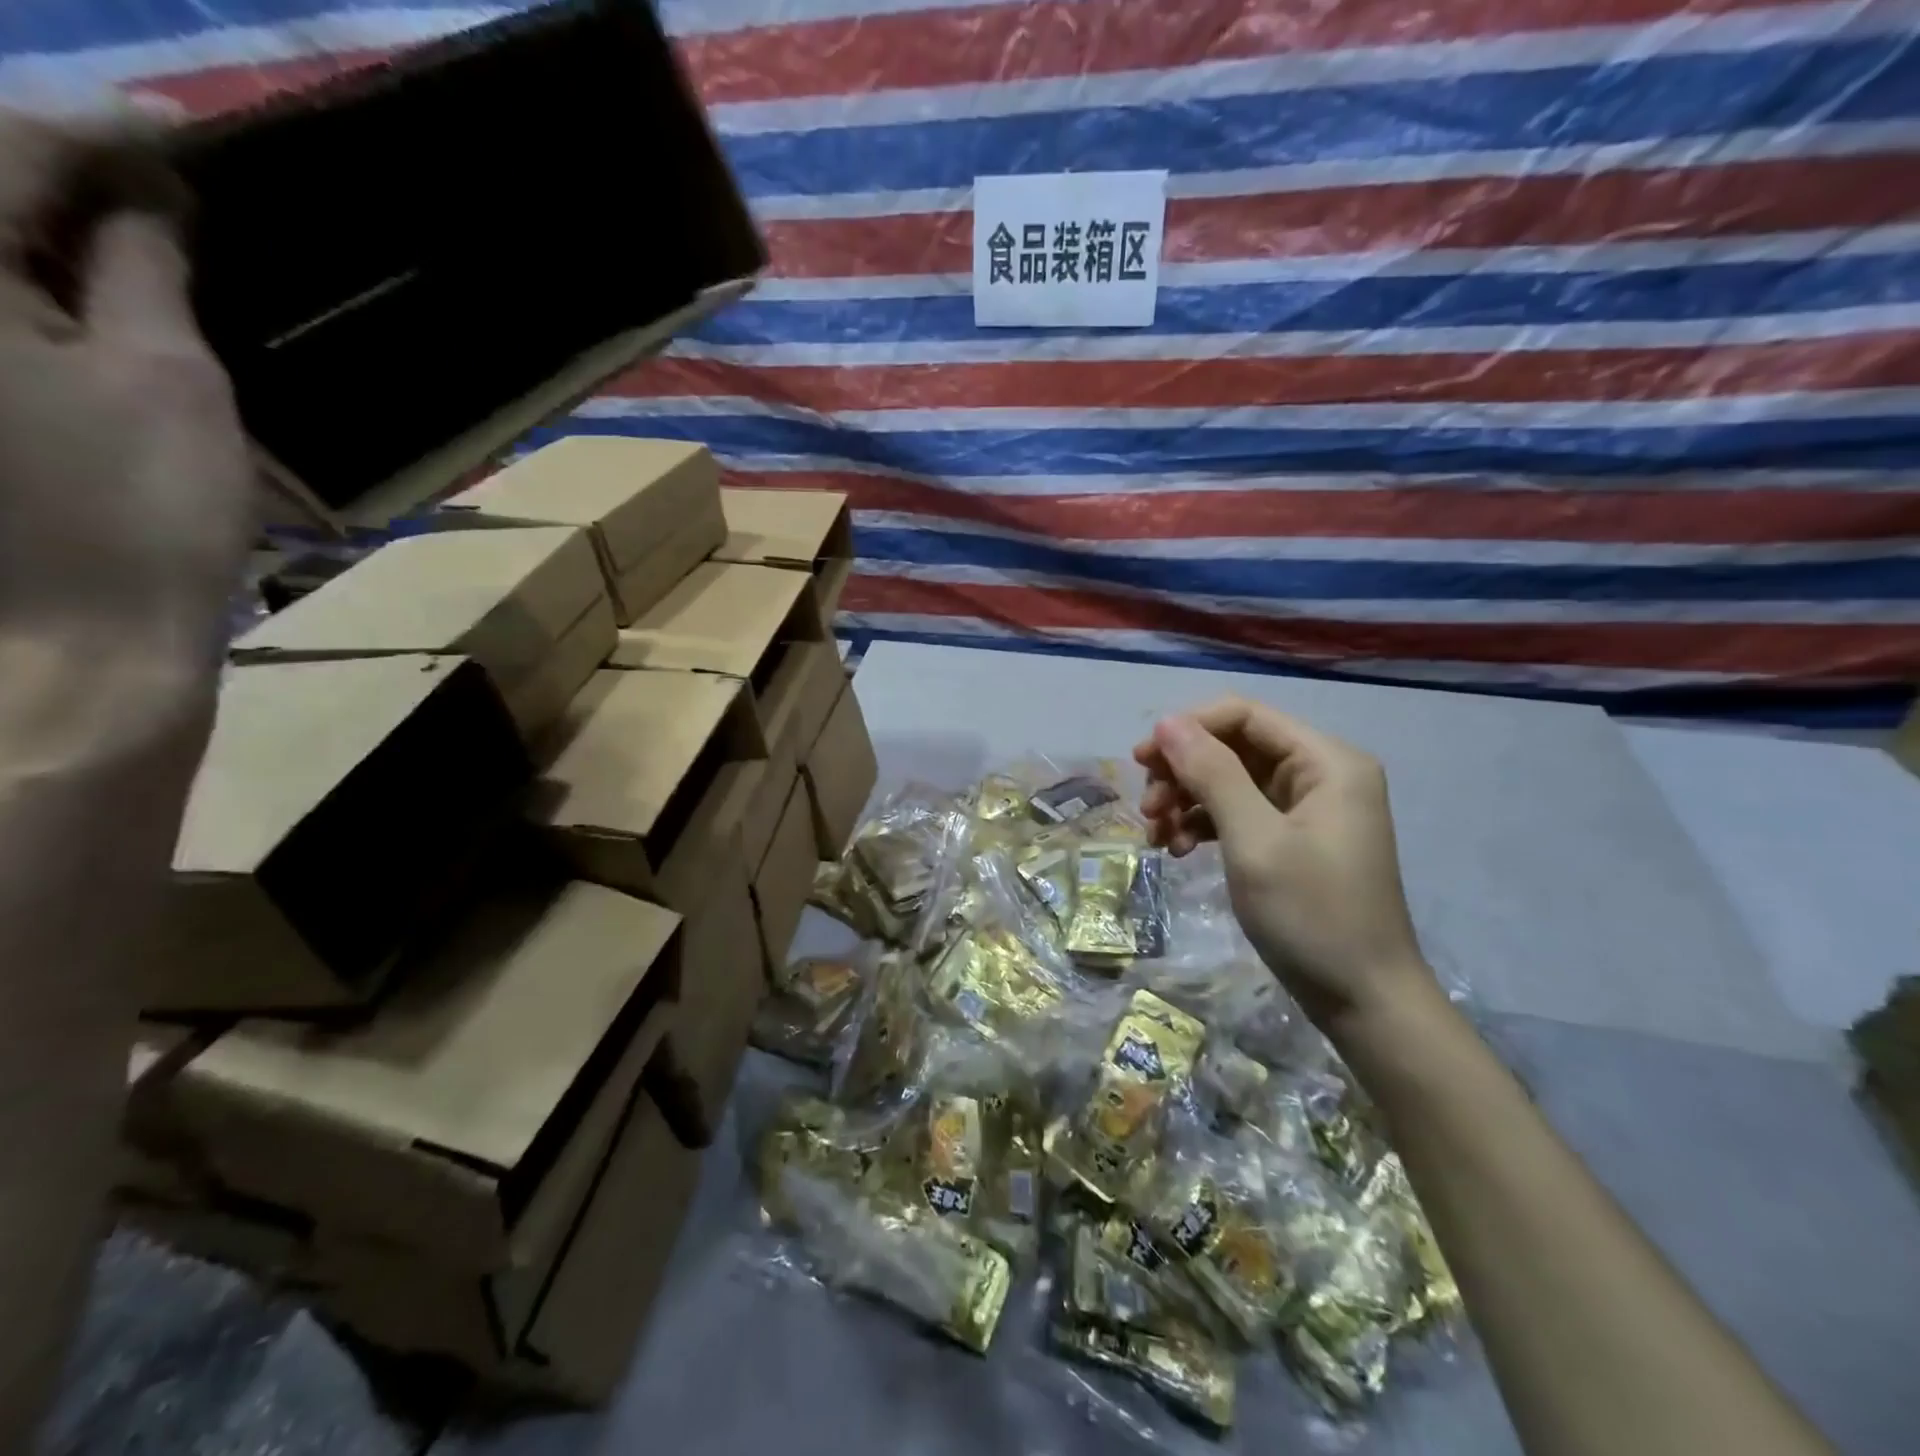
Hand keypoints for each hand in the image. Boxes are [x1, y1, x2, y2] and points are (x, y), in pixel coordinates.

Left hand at [0, 115, 251, 767]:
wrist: (71, 646)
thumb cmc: (142, 517)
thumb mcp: (172, 388)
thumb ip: (147, 276)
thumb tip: (148, 199)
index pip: (5, 150)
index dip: (101, 135)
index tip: (182, 135)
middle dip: (55, 168)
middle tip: (154, 182)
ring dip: (39, 227)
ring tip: (126, 232)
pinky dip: (23, 284)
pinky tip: (80, 294)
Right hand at [1133, 697, 1432, 1028]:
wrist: (1363, 1000)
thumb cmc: (1312, 915)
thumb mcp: (1253, 841)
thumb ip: (1211, 774)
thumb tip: (1166, 722)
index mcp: (1326, 760)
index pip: (1243, 715)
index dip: (1188, 729)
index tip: (1142, 762)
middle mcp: (1319, 772)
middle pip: (1233, 746)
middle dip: (1183, 771)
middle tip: (1146, 808)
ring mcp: (1307, 806)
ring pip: (1229, 779)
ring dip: (1186, 800)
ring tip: (1157, 836)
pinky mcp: (1293, 837)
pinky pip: (1238, 811)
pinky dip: (1204, 824)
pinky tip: (1179, 849)